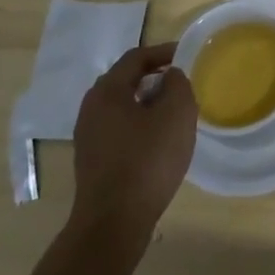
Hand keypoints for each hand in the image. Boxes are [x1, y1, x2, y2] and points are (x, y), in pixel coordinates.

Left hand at [69, 43, 197, 252]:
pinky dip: (139, 125)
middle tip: (180, 83)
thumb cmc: (147, 160)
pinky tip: (157, 141)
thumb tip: (170, 77)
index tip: (187, 55)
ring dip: (147, 103)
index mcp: (107, 90)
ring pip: (122, 106)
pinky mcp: (92, 160)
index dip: (163, 52)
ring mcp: (88, 136)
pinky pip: (118, 129)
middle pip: (125, 80)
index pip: (136, 57)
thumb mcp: (176, 113)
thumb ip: (177, 84)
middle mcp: (91, 108)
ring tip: (173, 112)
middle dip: (154, 77)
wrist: (113, 223)